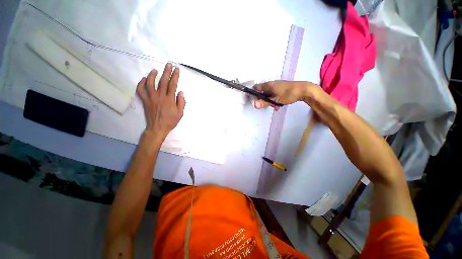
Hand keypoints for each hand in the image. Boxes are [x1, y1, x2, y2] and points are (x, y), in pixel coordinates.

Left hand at [137, 63, 185, 138]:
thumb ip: (181, 102)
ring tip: (155, 70)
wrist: (158, 128)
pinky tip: (144, 79)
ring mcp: (151, 98)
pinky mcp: (145, 101)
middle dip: (166, 72)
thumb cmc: (170, 121)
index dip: (175, 76)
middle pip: (163, 81)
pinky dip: (141, 84)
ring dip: (152, 75)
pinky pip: (141, 90)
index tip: (177, 69)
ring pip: (150, 83)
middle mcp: (160, 96)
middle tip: (168, 64)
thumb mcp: (180, 113)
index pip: (173, 85)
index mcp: (169, 99)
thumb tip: (181, 92)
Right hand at [253, 81, 316, 110]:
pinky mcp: (281, 88)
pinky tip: (279, 105)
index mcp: (268, 85)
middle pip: (262, 92)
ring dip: (269, 101)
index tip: (255, 101)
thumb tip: (255, 105)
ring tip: (275, 106)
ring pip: (269, 94)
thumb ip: (265, 102)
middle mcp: (271, 84)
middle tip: (267, 105)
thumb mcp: (275, 100)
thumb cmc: (288, 94)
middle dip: (263, 99)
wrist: (304, 90)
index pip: (256, 87)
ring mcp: (277, 85)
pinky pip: (274, 94)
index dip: (254, 94)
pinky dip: (274, 99)